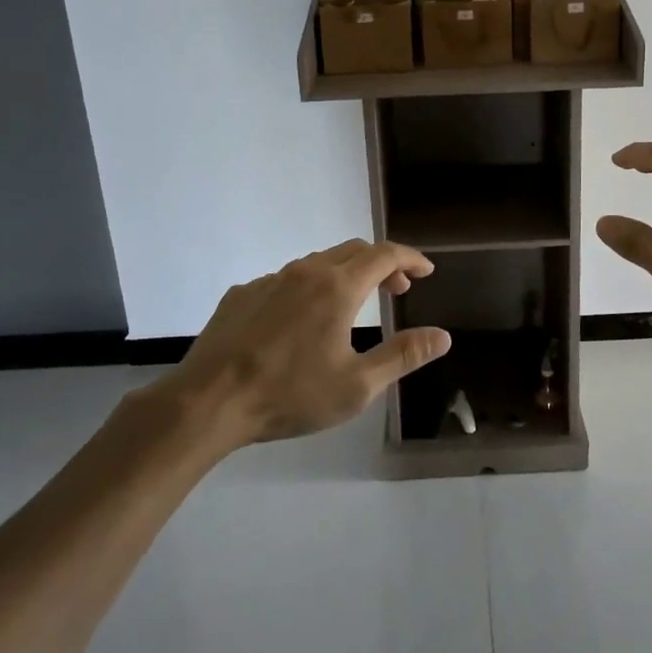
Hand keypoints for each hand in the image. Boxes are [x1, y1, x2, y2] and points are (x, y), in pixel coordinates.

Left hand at [167, 240, 452, 444]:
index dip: (410, 259)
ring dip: (345, 273)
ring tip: (353, 303)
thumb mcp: (357, 386)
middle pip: (353, 250)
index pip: (385, 255)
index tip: (426, 271)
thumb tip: (443, 335)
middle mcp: (306, 271)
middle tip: (397, 290)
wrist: (208, 402)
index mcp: (338, 287)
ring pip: (318, 262)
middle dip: (382, 264)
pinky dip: (308, 288)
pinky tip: (300, 321)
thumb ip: (403, 355)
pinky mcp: (242, 293)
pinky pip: (285, 279)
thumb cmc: (289, 395)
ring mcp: (270, 279)